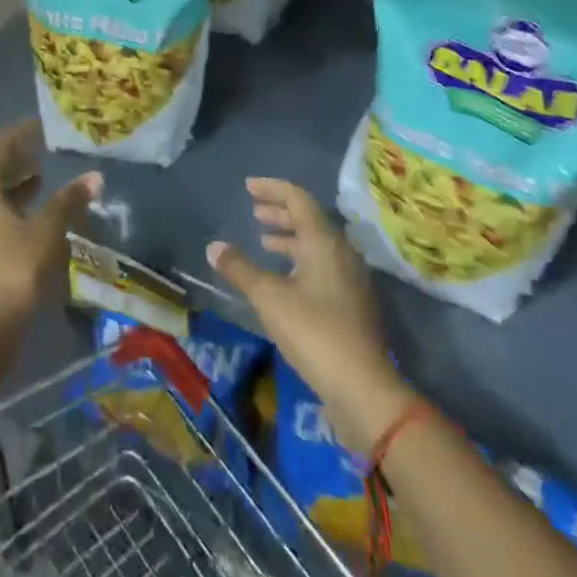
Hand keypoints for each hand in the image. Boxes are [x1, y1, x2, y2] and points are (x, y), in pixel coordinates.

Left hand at [0, 121, 100, 338]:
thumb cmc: (14, 268)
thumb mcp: (48, 230)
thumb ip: (69, 200)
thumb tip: (95, 176)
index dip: (20, 137)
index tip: (40, 127)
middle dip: (17, 164)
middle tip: (42, 155)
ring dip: (11, 190)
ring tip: (40, 184)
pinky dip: (4, 213)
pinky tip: (26, 222)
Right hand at [208, 178, 416, 451]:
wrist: (363, 389)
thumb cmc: (314, 332)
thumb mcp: (269, 298)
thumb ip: (241, 269)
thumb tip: (213, 246)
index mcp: (324, 240)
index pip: (298, 199)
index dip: (272, 188)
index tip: (248, 186)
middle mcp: (341, 251)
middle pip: (309, 219)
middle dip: (280, 212)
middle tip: (254, 212)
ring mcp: (351, 278)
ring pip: (316, 244)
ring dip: (289, 238)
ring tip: (263, 241)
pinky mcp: (352, 303)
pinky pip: (323, 265)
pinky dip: (300, 260)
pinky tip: (283, 278)